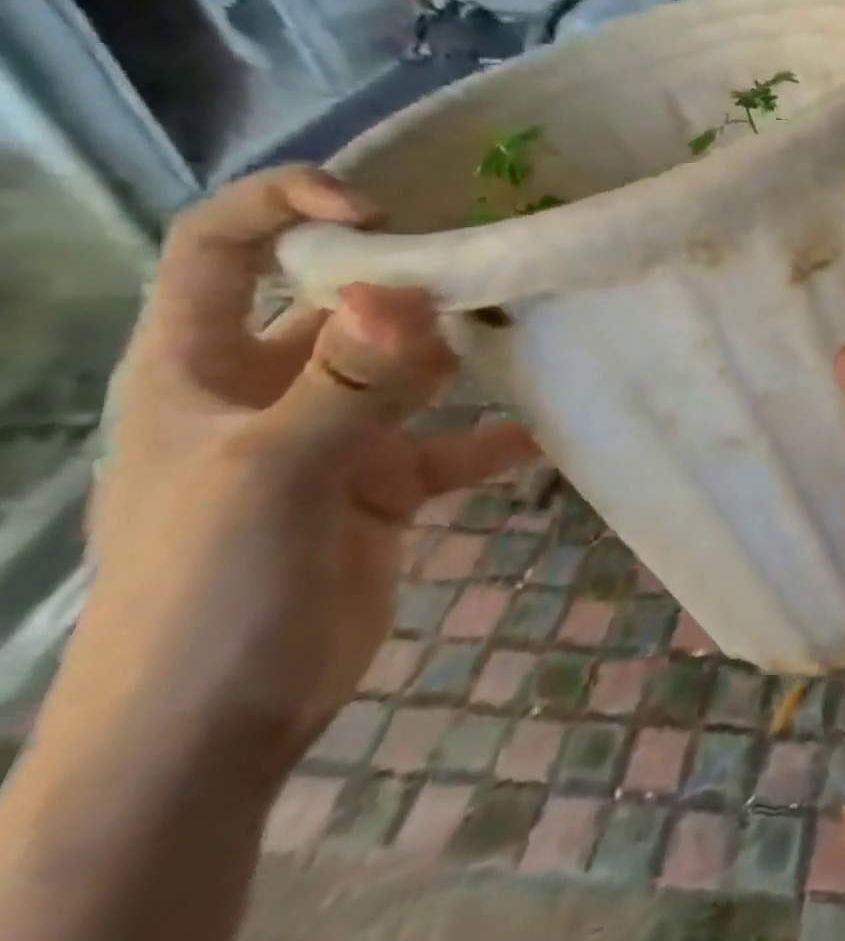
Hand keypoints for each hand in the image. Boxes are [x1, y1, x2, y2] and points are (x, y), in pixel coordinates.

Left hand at [61, 167, 537, 770]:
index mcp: (203, 367)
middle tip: (498, 262)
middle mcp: (270, 386)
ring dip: (465, 351)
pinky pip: (451, 443)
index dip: (286, 205)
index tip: (380, 205)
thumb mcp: (269, 477)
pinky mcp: (383, 483)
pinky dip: (495, 438)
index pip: (222, 249)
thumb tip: (402, 293)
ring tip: (538, 326)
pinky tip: (546, 434)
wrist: (212, 734)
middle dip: (413, 277)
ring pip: (408, 367)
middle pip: (340, 300)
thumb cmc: (204, 594)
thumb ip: (342, 383)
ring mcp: (333, 434)